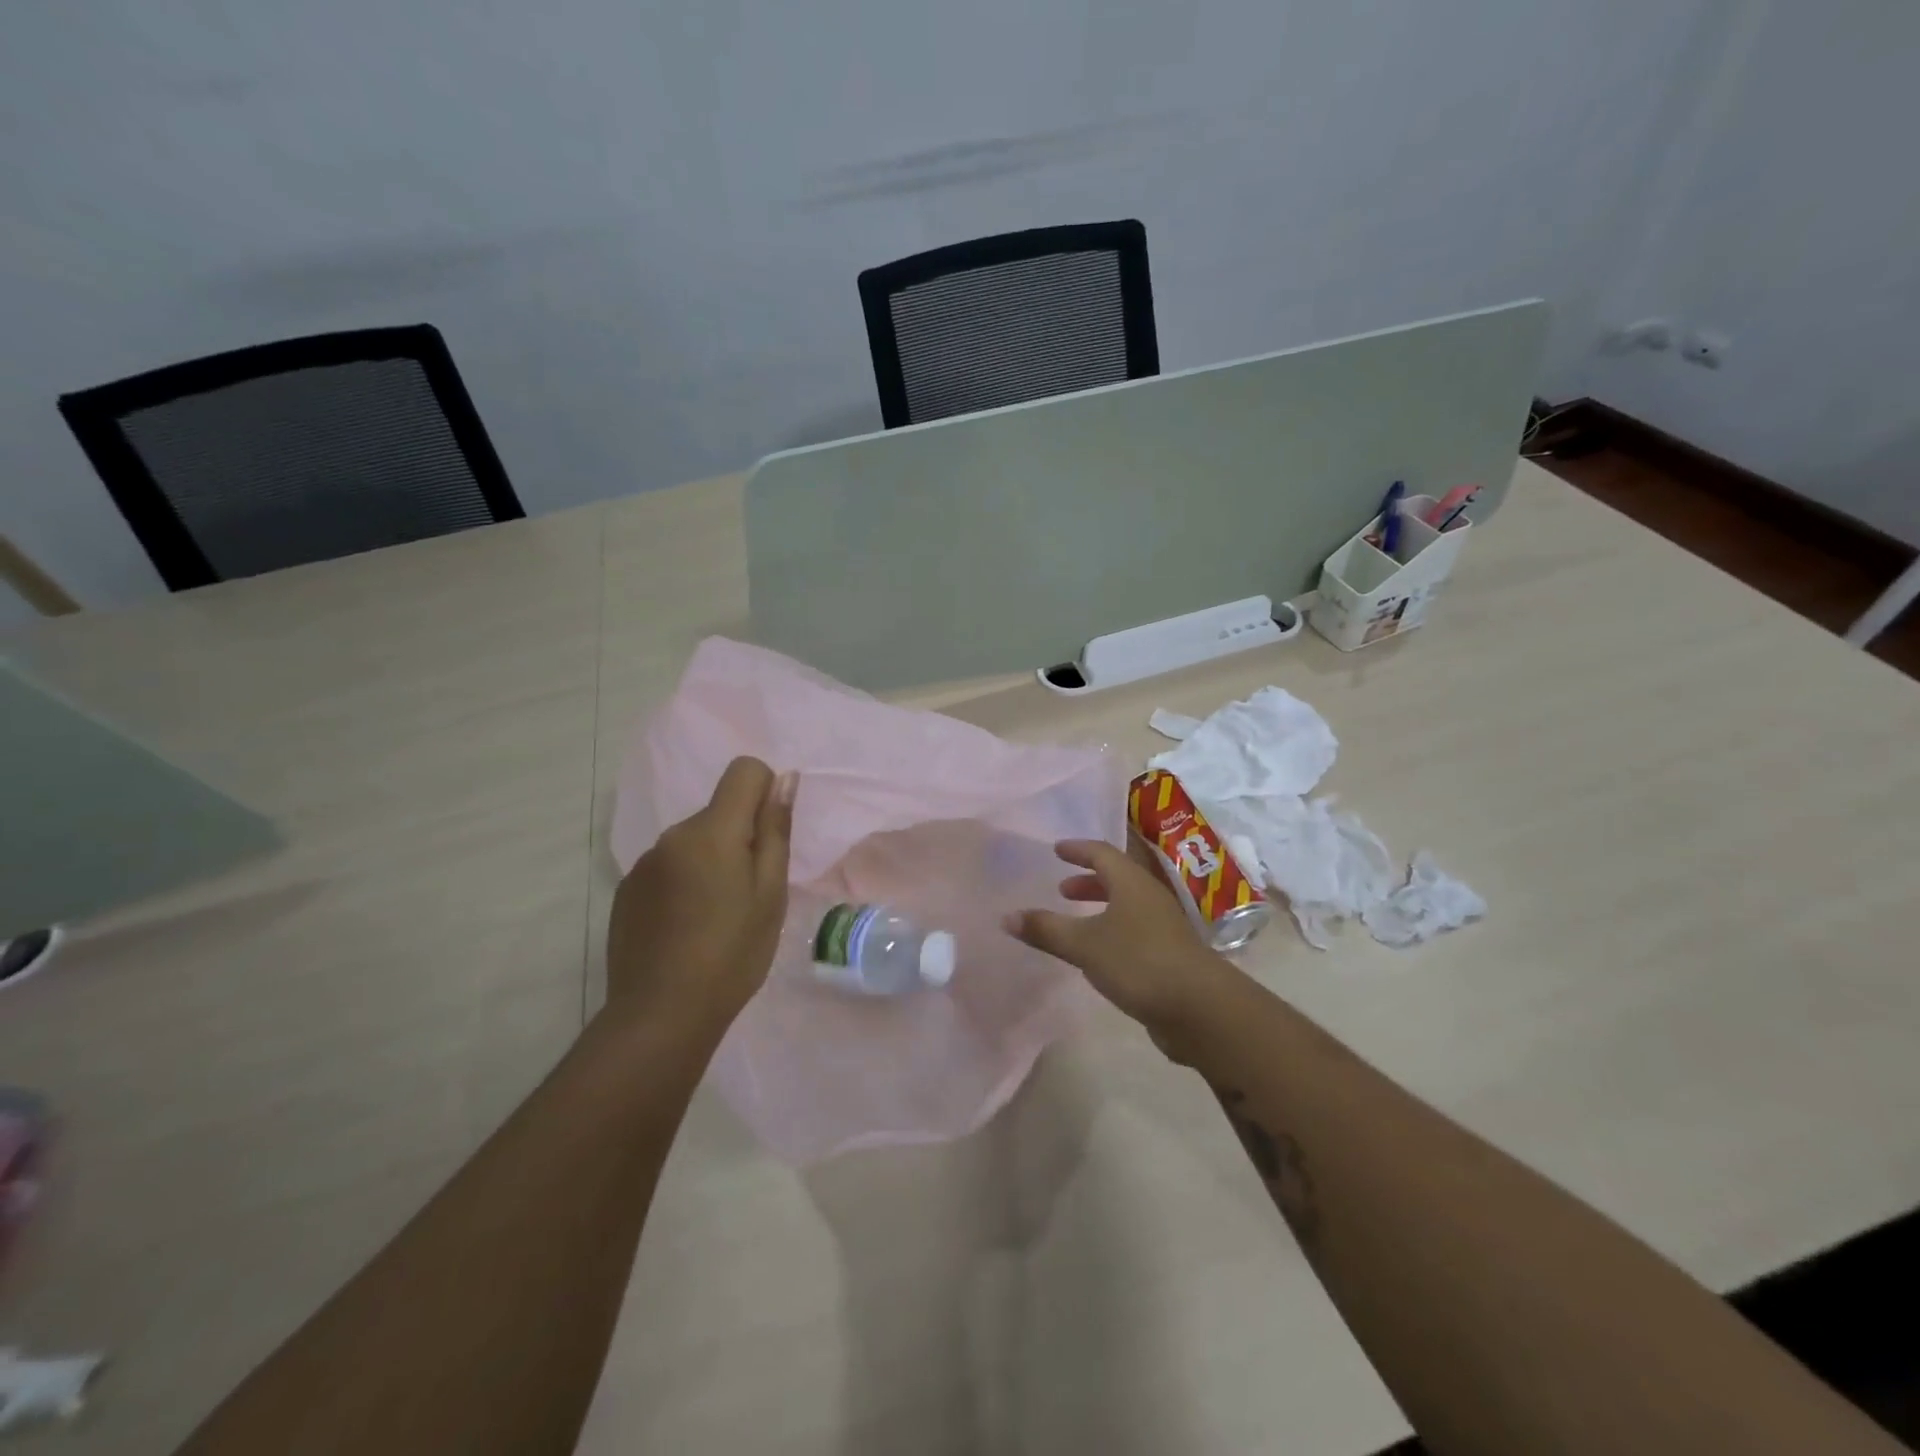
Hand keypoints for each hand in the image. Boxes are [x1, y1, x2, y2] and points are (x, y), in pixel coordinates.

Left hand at [605, 757, 795, 1038]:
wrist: (661, 1015)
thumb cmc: (733, 952)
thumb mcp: (771, 893)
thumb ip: (775, 830)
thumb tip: (783, 779)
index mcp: (712, 830)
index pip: (744, 770)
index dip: (766, 792)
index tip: (769, 840)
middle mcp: (672, 835)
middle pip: (719, 812)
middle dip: (740, 837)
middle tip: (749, 894)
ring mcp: (644, 864)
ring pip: (693, 843)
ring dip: (711, 863)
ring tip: (717, 917)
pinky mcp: (627, 891)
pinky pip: (668, 868)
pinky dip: (684, 884)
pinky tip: (686, 929)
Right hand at [1004, 839, 1238, 1060]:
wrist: (1201, 1009)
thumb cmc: (1139, 962)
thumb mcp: (1085, 944)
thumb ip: (1046, 930)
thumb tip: (1006, 916)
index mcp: (1132, 883)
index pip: (1102, 853)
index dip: (1078, 849)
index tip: (1056, 849)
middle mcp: (1149, 897)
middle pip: (1117, 878)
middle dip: (1088, 880)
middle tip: (1062, 889)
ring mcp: (1163, 927)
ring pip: (1127, 905)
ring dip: (1100, 907)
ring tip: (1076, 922)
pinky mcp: (1169, 955)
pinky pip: (1134, 931)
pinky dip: (1111, 931)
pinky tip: (1098, 954)